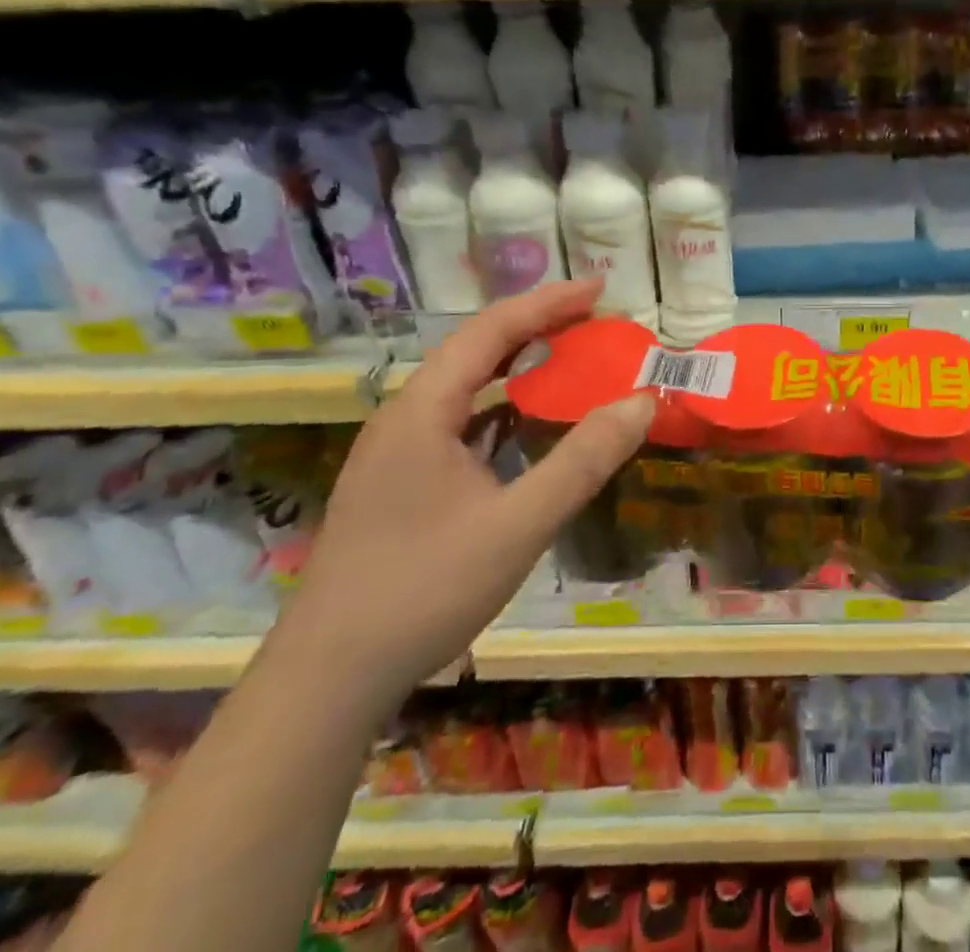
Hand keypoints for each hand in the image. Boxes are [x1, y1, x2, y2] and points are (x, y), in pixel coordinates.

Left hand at [278, 280, 654, 711]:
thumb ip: (584, 460)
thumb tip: (642, 401)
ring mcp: (397, 451)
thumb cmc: (423, 590)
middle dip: (537, 326)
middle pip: (476, 349)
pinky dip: (502, 406)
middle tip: (595, 320)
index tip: (600, 289)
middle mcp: (405, 417)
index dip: (548, 303)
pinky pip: (459, 421)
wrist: (327, 680)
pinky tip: (526, 423)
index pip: (491, 330)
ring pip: (465, 386)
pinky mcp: (400, 482)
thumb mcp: (519, 524)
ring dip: (518, 364)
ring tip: (569, 356)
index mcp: (423, 411)